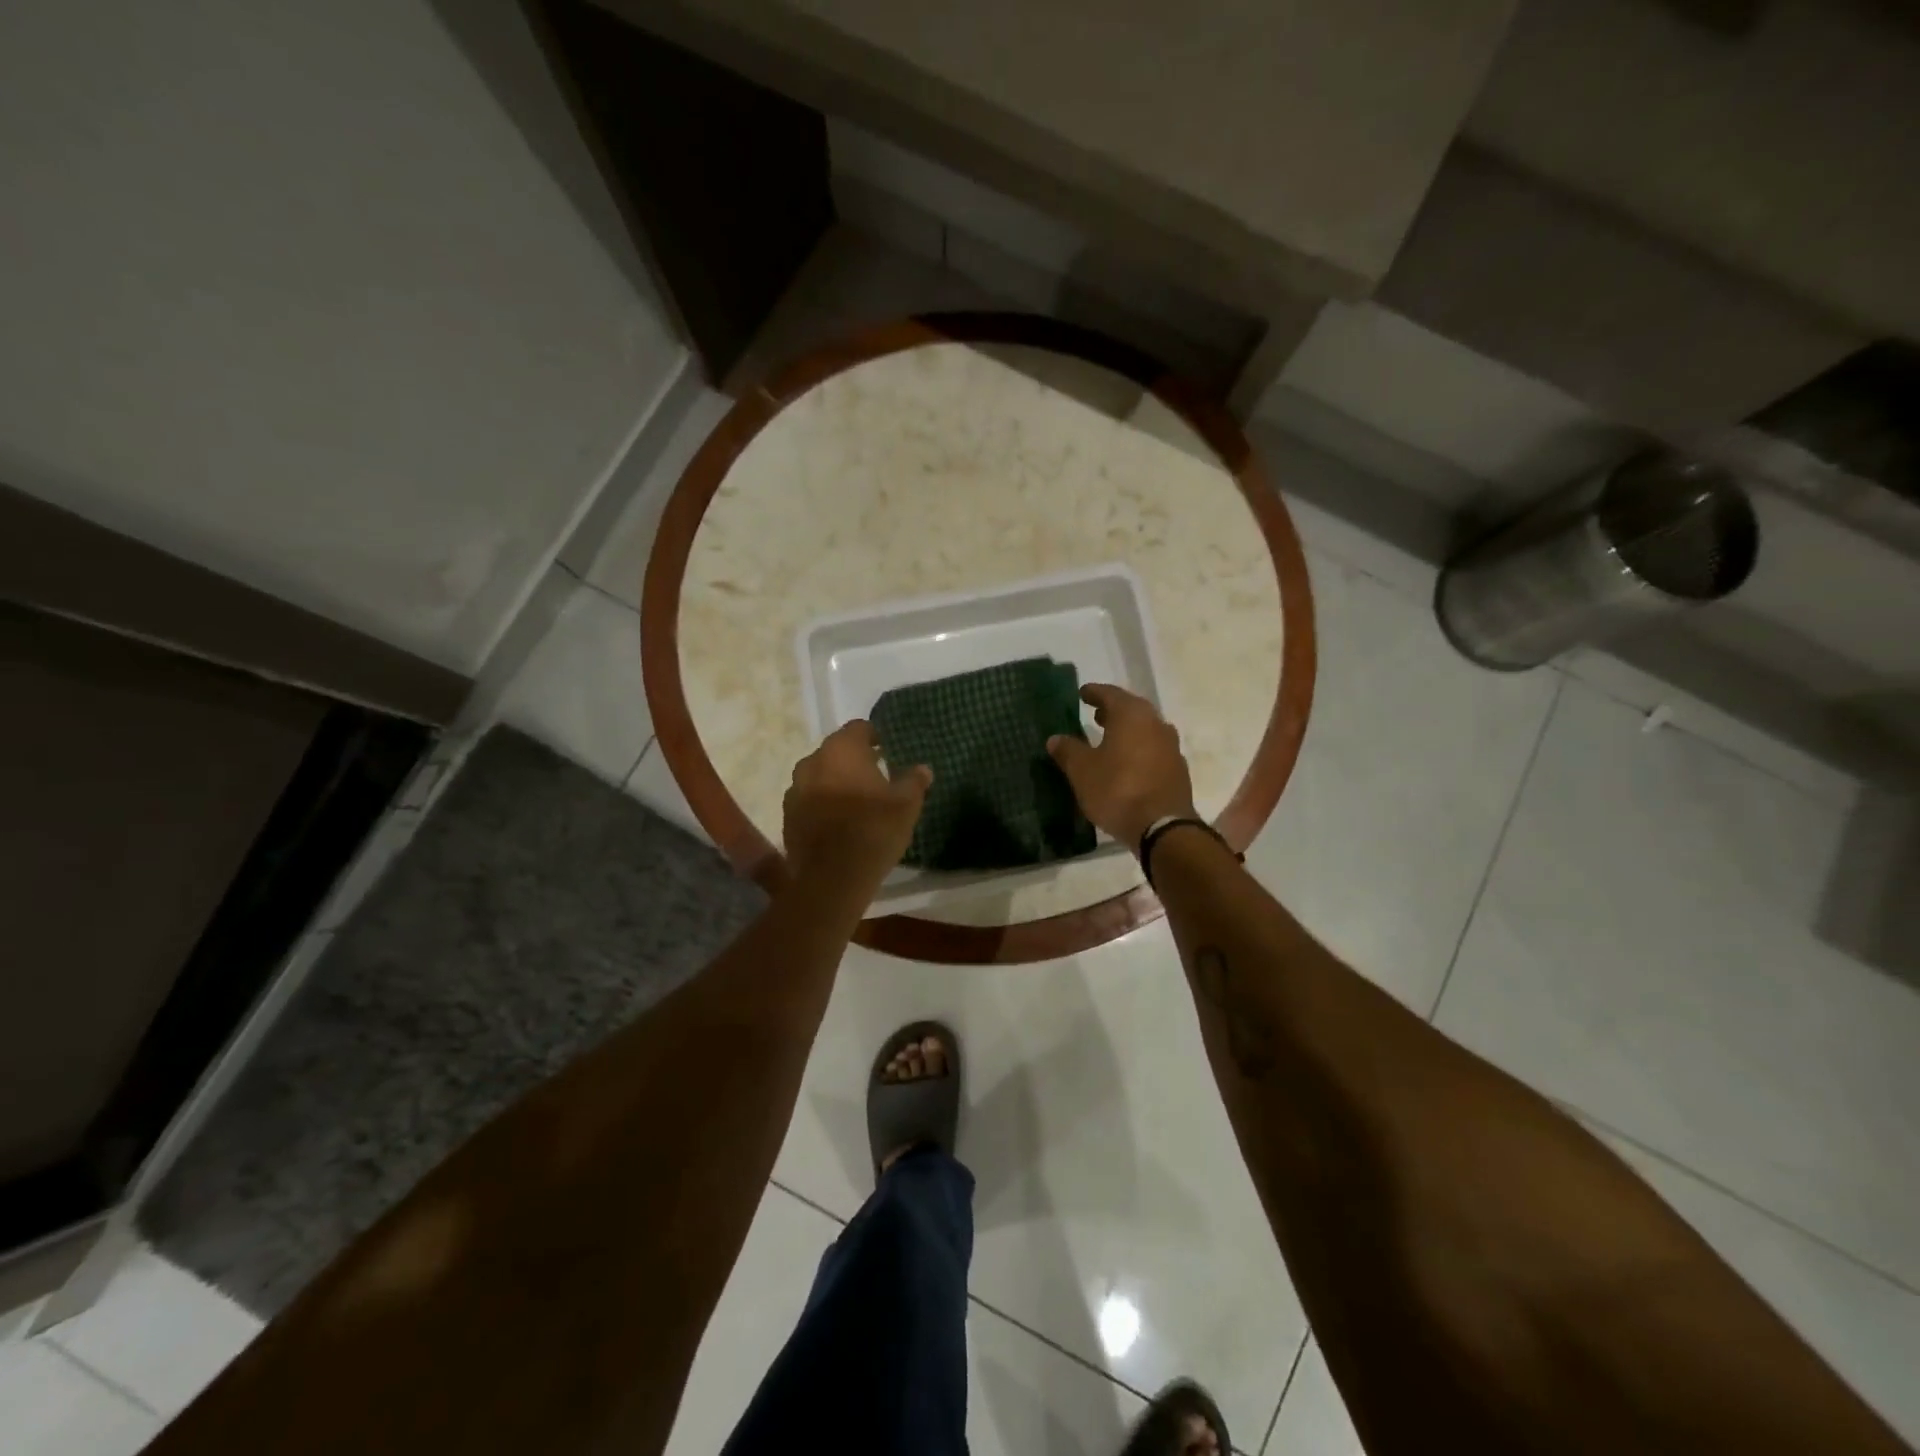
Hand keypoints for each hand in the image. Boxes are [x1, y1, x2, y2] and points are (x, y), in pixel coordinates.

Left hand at [782, 720, 931, 894]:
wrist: (832, 878)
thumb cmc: (873, 831)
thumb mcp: (906, 805)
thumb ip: (914, 781)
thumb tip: (922, 769)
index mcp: (842, 750)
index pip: (859, 728)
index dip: (874, 737)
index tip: (887, 751)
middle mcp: (812, 762)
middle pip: (836, 751)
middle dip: (853, 760)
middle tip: (875, 777)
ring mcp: (795, 789)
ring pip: (819, 775)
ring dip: (835, 782)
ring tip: (855, 801)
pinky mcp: (787, 816)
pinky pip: (808, 800)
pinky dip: (821, 804)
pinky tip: (838, 822)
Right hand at [1047, 683, 1195, 848]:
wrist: (1162, 827)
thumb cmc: (1117, 790)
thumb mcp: (1082, 771)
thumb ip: (1068, 751)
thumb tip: (1055, 738)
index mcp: (1132, 715)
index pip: (1111, 694)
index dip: (1094, 693)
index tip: (1082, 693)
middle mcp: (1156, 724)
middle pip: (1132, 710)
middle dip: (1112, 711)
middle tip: (1095, 715)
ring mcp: (1171, 747)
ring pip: (1145, 730)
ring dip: (1127, 731)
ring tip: (1109, 739)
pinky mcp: (1177, 770)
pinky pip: (1154, 750)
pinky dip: (1138, 750)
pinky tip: (1127, 763)